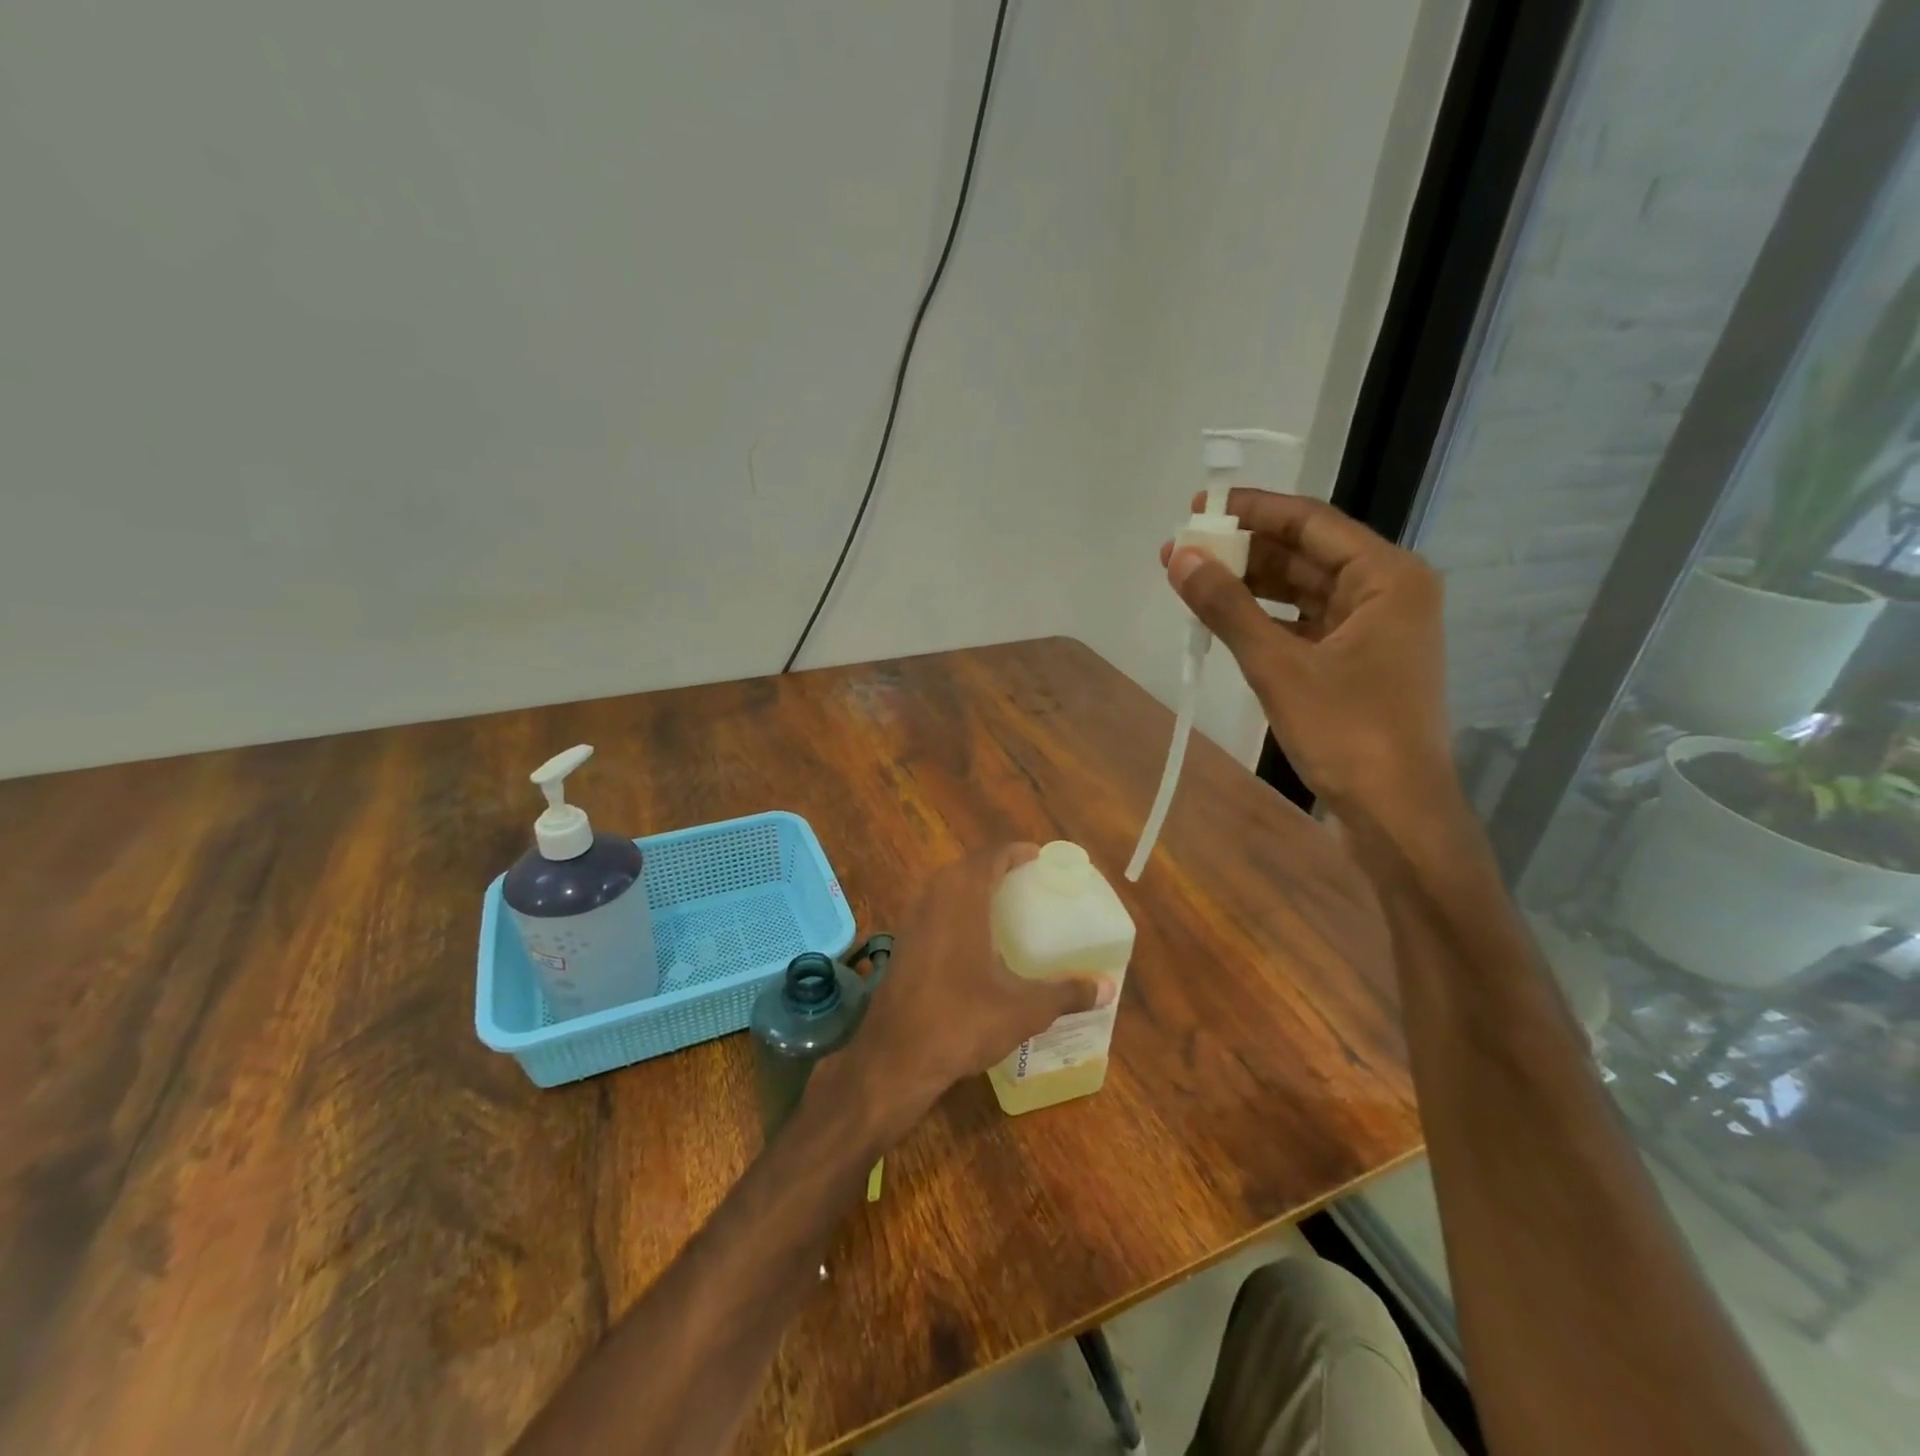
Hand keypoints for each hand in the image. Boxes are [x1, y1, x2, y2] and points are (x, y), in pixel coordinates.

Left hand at [822, 845, 1115, 1130]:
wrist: (894, 1058)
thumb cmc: (962, 1021)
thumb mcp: (1023, 1010)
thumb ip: (1066, 994)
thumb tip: (1107, 987)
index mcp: (962, 899)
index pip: (989, 857)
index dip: (1014, 852)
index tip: (1037, 857)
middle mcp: (932, 899)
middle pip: (965, 868)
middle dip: (994, 868)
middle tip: (1025, 881)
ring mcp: (911, 922)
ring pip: (944, 889)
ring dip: (971, 888)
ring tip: (1002, 906)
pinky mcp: (901, 945)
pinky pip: (932, 911)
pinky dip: (954, 911)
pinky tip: (971, 941)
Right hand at [1161, 490, 1454, 823]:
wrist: (1396, 813)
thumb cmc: (1347, 733)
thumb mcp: (1278, 666)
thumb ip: (1227, 607)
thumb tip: (1178, 557)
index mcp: (1387, 577)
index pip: (1311, 522)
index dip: (1251, 511)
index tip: (1198, 508)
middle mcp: (1387, 592)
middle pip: (1307, 554)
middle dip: (1244, 551)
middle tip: (1183, 550)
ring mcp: (1374, 629)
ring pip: (1303, 591)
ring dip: (1251, 585)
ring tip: (1192, 581)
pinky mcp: (1358, 662)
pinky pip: (1305, 624)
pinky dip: (1266, 619)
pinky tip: (1224, 619)